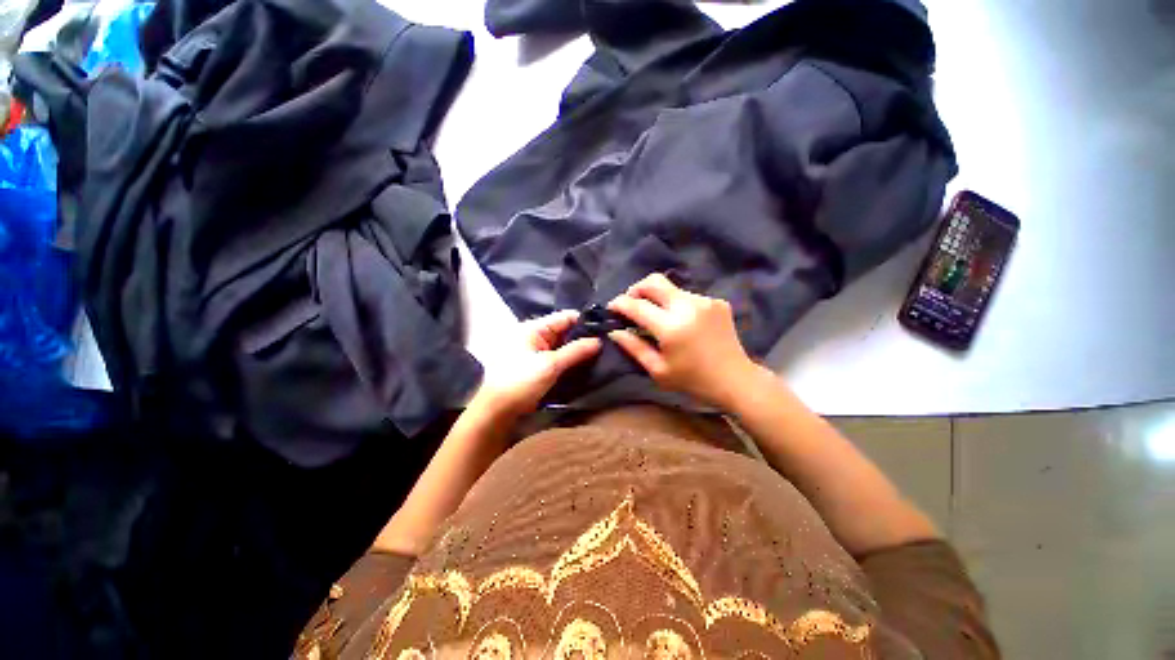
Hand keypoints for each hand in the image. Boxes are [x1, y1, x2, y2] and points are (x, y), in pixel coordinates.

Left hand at [476, 310, 601, 418]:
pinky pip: (559, 357)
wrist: (498, 411)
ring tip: (602, 354)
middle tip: (607, 344)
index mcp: (533, 328)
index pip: (565, 317)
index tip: (605, 330)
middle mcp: (535, 335)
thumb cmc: (521, 382)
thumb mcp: (550, 365)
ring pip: (563, 345)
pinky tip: (587, 365)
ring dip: (578, 350)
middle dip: (584, 337)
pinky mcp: (539, 365)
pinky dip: (571, 360)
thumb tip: (599, 341)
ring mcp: (537, 351)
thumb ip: (576, 351)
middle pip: (565, 331)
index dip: (585, 322)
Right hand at [607, 273, 761, 408]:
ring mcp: (705, 301)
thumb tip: (615, 330)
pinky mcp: (717, 301)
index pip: (637, 305)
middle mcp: (688, 306)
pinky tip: (681, 322)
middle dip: (636, 289)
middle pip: (654, 281)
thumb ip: (633, 347)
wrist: (735, 379)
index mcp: (671, 327)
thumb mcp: (657, 370)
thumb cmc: (692, 380)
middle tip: (631, 303)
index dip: (620, 303)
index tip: (612, 307)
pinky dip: (677, 304)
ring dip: (658, 298)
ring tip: (658, 317)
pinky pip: (688, 296)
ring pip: (671, 288)